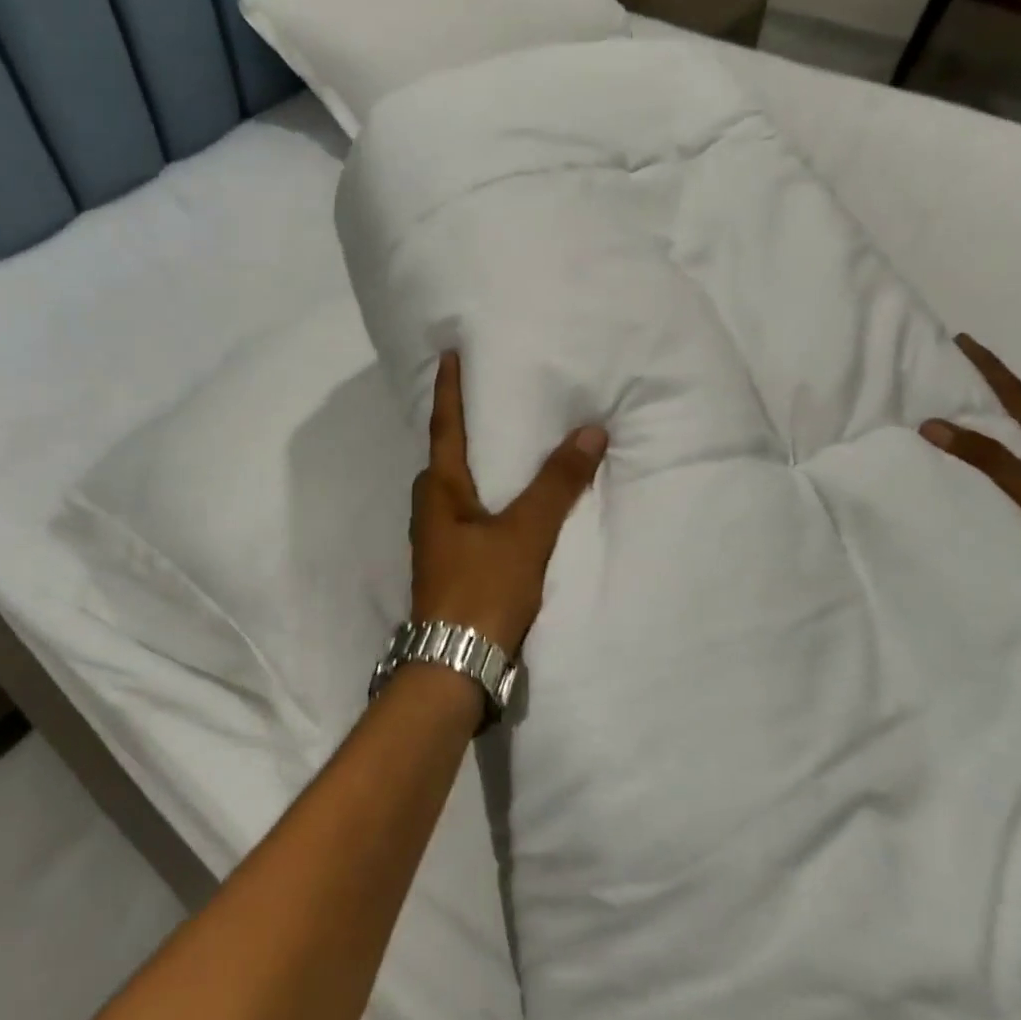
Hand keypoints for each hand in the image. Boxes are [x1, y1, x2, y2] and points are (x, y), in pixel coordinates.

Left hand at [410, 352, 607, 654]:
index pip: (445, 427)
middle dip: (460, 426)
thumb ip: (557, 483)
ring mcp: (438, 540)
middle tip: (485, 398)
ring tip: (503, 443)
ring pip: (457, 488)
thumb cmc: (483, 589)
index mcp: (440, 491)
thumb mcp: (525, 533)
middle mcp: (431, 509)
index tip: (447, 354)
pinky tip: (509, 501)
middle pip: (445, 457)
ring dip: (475, 463)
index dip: (448, 389)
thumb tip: (589, 430)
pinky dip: (486, 495)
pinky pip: (468, 514)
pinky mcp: (451, 565)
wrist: (454, 665)